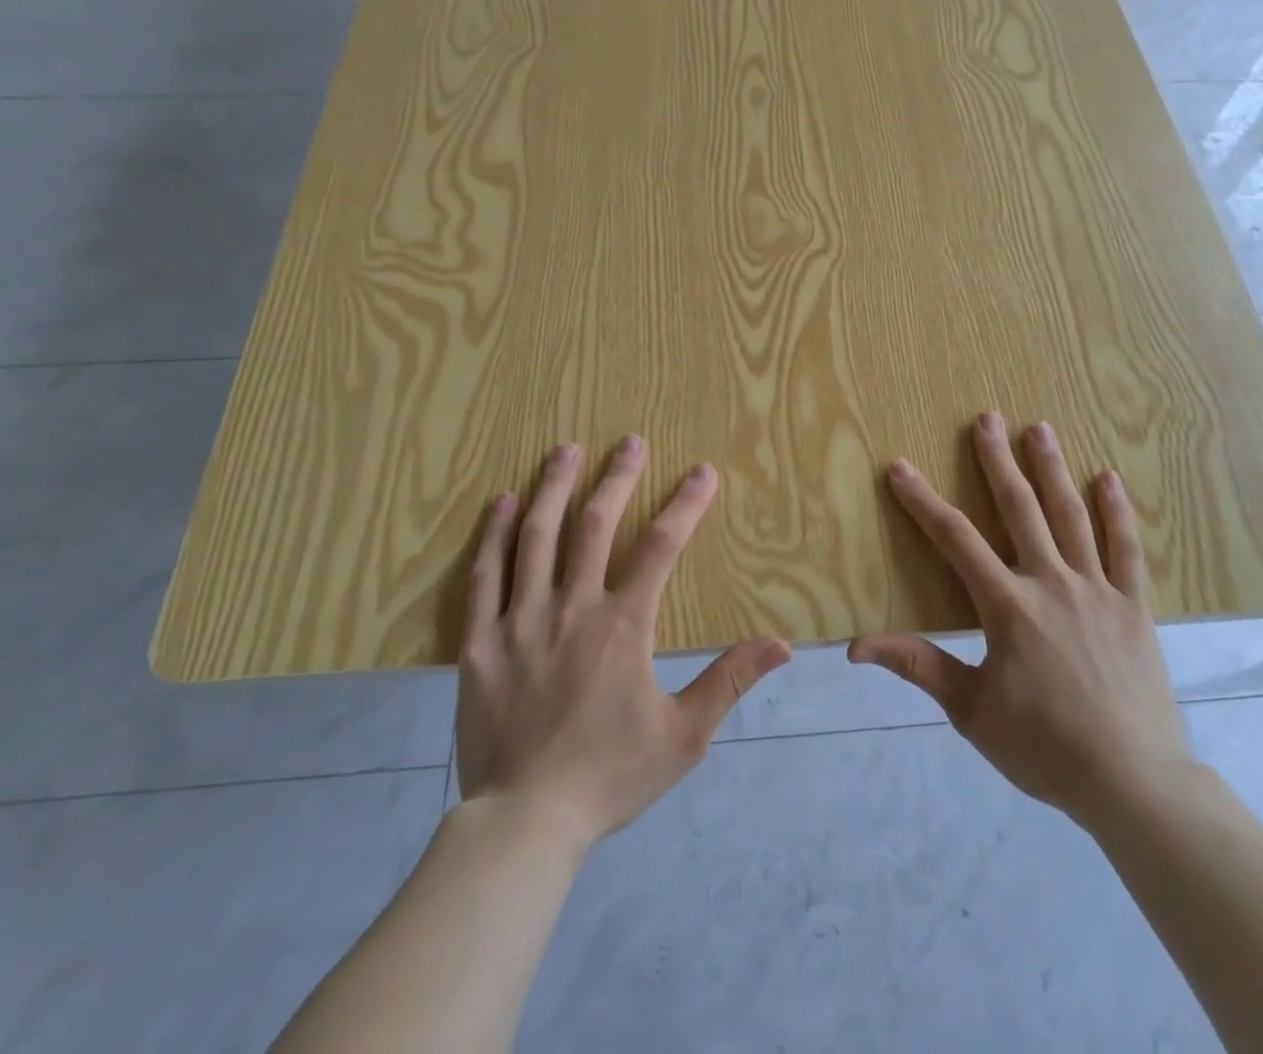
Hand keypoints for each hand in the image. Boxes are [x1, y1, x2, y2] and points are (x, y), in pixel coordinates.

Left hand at [455, 436, 790, 848]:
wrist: (525, 822)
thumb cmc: (610, 775)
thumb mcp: (684, 735)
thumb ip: (730, 681)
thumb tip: (782, 644)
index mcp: (622, 625)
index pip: (661, 547)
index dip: (685, 504)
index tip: (702, 471)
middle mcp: (571, 607)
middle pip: (595, 526)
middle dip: (616, 478)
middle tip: (629, 441)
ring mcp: (520, 620)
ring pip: (536, 537)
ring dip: (554, 488)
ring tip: (565, 450)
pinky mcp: (480, 641)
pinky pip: (485, 576)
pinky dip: (495, 534)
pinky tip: (504, 502)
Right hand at [850, 413, 1193, 827]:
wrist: (1133, 783)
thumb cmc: (1044, 748)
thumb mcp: (971, 711)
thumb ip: (918, 665)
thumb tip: (855, 646)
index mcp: (1008, 607)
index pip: (955, 540)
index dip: (923, 501)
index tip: (900, 467)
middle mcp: (1052, 583)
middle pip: (1020, 509)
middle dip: (998, 461)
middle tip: (987, 418)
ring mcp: (1098, 590)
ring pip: (1071, 516)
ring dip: (1052, 469)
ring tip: (1039, 428)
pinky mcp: (1134, 606)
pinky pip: (1126, 549)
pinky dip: (1117, 511)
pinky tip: (1108, 477)